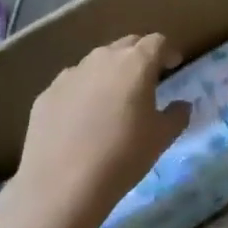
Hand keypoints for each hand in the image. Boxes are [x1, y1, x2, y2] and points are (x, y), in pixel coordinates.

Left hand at [14, 34, 190, 227]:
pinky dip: (83, 92)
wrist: (62, 185)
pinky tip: (82, 119)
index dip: (168, 51)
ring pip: (96, 62)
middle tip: (146, 78)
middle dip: (139, 56)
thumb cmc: (123, 156)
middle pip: (126, 45)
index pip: (157, 42)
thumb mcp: (162, 138)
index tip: (173, 65)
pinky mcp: (46, 94)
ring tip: (113, 99)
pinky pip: (72, 84)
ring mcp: (70, 74)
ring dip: (110, 72)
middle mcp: (102, 58)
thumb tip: (181, 105)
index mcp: (136, 63)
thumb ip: (177, 115)